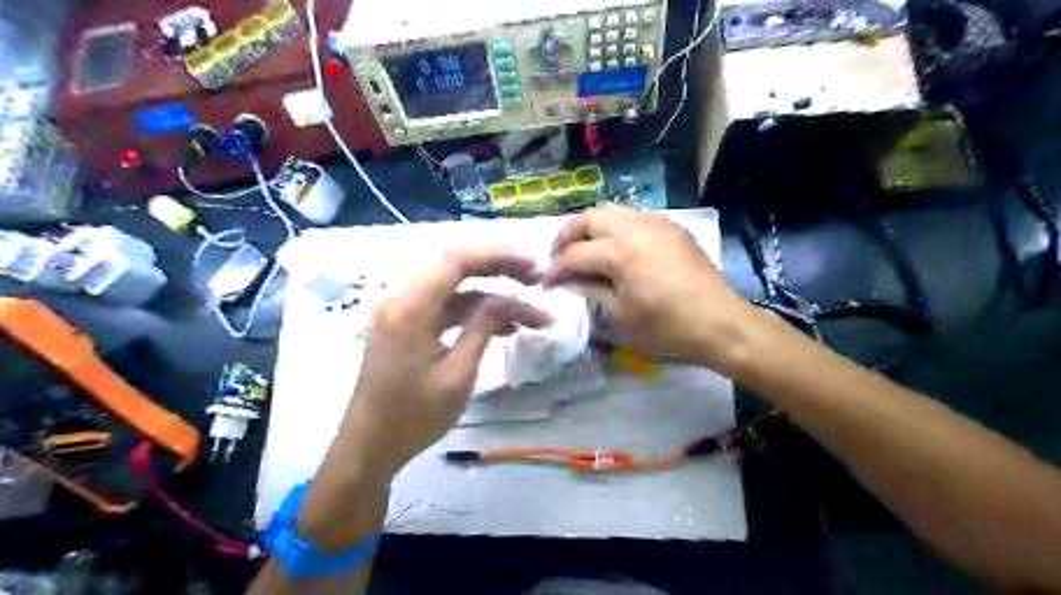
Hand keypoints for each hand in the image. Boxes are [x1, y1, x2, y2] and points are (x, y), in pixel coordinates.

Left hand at [343, 245, 555, 478]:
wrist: (370, 446)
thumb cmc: (413, 417)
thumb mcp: (457, 375)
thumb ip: (483, 328)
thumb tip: (508, 299)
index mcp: (409, 309)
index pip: (455, 259)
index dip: (498, 255)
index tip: (534, 266)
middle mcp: (401, 299)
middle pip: (455, 265)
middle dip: (500, 268)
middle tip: (537, 280)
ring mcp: (402, 310)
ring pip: (455, 288)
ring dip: (493, 296)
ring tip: (531, 314)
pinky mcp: (407, 324)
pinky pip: (446, 307)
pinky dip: (475, 312)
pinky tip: (505, 328)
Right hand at [548, 204, 761, 368]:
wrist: (718, 321)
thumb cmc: (666, 326)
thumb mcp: (620, 315)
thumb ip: (590, 290)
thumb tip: (569, 280)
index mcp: (619, 252)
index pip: (574, 254)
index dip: (555, 269)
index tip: (546, 281)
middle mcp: (634, 227)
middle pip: (589, 218)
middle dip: (568, 235)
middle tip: (561, 256)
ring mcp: (656, 223)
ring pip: (612, 210)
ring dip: (592, 226)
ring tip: (587, 247)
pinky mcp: (671, 227)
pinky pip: (635, 216)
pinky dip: (617, 226)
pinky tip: (618, 246)